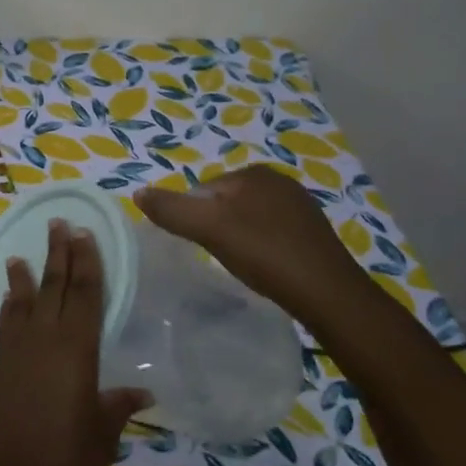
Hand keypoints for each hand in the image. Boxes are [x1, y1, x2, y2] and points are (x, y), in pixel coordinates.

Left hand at [0, 220, 150, 465]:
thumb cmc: (65, 459)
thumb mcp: (102, 434)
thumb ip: (118, 406)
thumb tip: (143, 392)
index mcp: (76, 349)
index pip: (83, 294)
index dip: (86, 262)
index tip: (84, 234)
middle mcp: (43, 339)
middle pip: (53, 287)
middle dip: (58, 254)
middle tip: (58, 225)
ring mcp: (15, 351)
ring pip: (23, 301)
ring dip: (25, 275)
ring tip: (20, 254)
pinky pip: (5, 323)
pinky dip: (9, 305)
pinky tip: (9, 298)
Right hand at [134, 166, 368, 317]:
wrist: (327, 293)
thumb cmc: (264, 254)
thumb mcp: (209, 228)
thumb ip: (171, 209)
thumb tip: (137, 193)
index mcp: (253, 173)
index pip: (202, 190)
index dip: (193, 218)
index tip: (198, 245)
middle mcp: (279, 181)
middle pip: (224, 203)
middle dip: (215, 227)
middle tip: (217, 257)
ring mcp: (299, 205)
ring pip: (247, 219)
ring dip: (237, 238)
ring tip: (239, 264)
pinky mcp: (312, 232)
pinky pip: (270, 232)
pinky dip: (259, 247)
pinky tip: (263, 267)